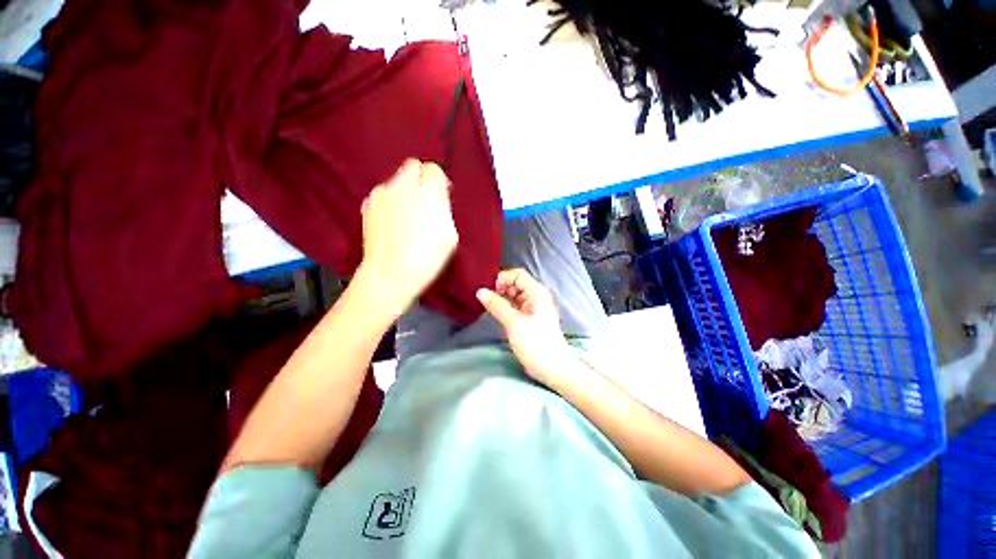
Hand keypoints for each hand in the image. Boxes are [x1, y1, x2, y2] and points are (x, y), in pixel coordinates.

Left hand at [359, 159, 458, 308]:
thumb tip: (440, 199)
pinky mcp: (368, 205)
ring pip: (396, 180)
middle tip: (426, 198)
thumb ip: (444, 209)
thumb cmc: (425, 258)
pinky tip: (395, 223)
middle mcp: (403, 187)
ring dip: (405, 191)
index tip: (441, 192)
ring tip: (409, 216)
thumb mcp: (449, 235)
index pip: (433, 169)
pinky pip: (383, 195)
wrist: (391, 273)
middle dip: (421, 178)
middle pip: (413, 165)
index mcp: (429, 193)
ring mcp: (383, 195)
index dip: (438, 181)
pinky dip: (390, 202)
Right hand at [476, 268, 575, 384]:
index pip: (517, 274)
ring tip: (487, 305)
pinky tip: (494, 312)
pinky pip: (515, 305)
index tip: (488, 290)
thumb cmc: (536, 343)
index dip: (502, 278)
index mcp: (537, 292)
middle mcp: (536, 296)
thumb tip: (480, 291)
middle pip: (515, 283)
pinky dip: (504, 306)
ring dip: (501, 297)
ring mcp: (533, 307)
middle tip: (485, 298)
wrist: (553, 368)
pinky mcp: (529, 318)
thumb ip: (496, 305)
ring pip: (514, 294)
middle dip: (499, 288)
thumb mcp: (514, 323)